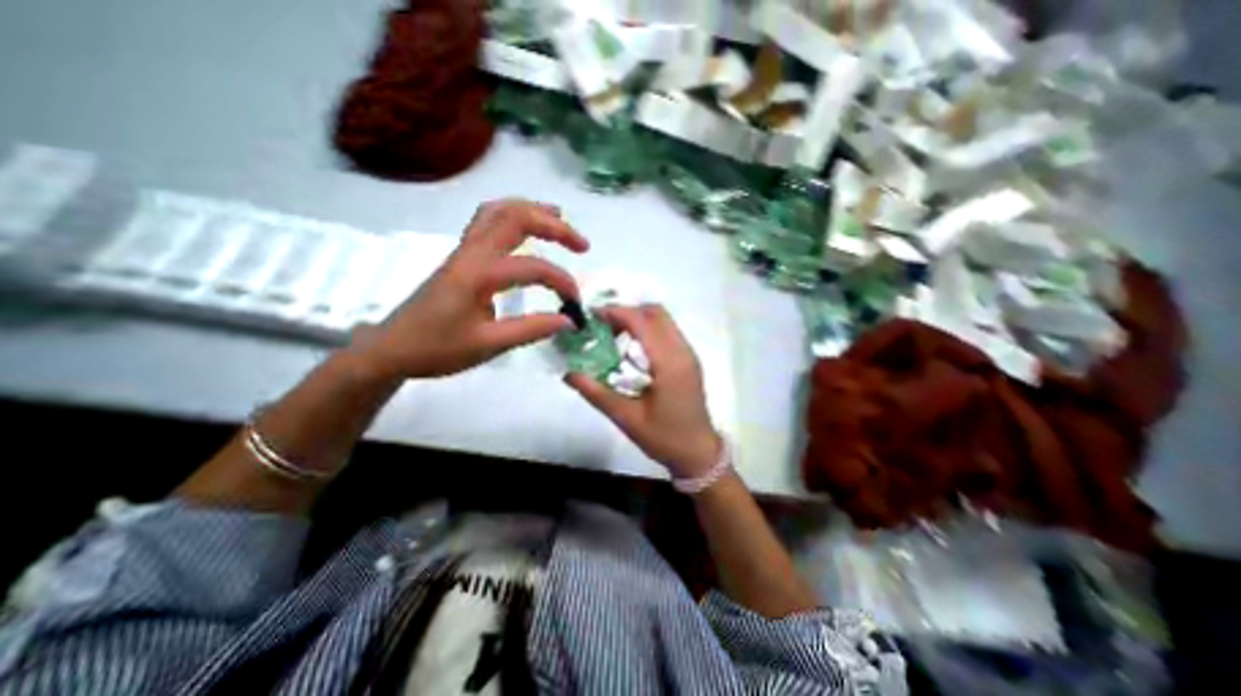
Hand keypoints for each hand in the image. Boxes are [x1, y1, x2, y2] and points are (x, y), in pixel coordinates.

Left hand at [358, 197, 586, 379]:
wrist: (391, 348)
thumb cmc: (437, 349)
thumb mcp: (489, 345)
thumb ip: (532, 330)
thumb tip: (568, 320)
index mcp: (478, 275)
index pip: (532, 267)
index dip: (562, 281)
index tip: (575, 305)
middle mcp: (471, 253)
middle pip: (516, 217)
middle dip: (555, 225)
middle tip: (581, 245)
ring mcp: (464, 250)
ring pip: (500, 210)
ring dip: (534, 211)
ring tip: (560, 221)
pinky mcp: (461, 255)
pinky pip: (488, 220)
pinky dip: (514, 216)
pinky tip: (527, 229)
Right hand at [567, 306, 722, 477]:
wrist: (698, 453)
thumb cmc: (664, 438)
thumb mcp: (627, 418)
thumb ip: (597, 393)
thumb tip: (569, 373)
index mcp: (669, 363)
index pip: (642, 322)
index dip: (616, 313)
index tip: (592, 316)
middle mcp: (683, 351)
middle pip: (656, 312)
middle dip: (627, 312)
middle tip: (602, 326)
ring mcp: (688, 354)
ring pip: (663, 320)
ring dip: (637, 320)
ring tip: (613, 336)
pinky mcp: (688, 360)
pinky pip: (667, 332)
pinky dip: (647, 331)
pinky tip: (631, 350)